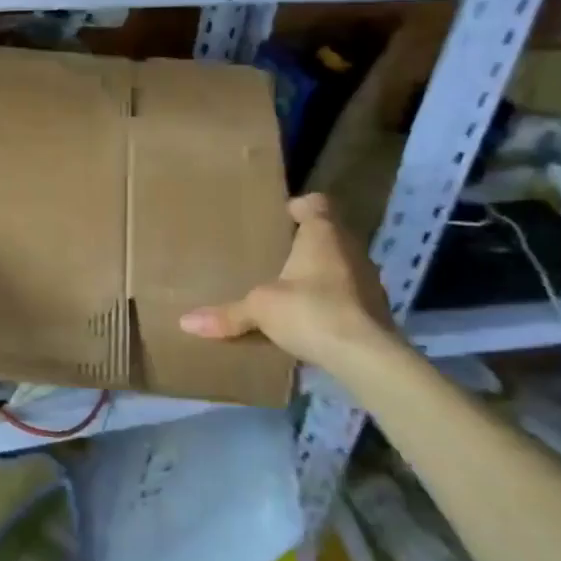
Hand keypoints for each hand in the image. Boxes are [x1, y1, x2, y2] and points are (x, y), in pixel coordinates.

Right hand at [179, 194, 399, 372]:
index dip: (299, 206)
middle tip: (275, 253)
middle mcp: (351, 249)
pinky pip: (348, 294)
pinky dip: (331, 300)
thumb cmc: (311, 311)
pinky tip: (310, 317)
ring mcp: (368, 280)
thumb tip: (185, 322)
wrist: (367, 357)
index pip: (316, 204)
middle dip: (305, 242)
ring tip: (290, 286)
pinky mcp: (375, 310)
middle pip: (329, 234)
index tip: (281, 216)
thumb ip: (227, 314)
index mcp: (323, 234)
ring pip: (340, 264)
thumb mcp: (260, 309)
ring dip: (320, 272)